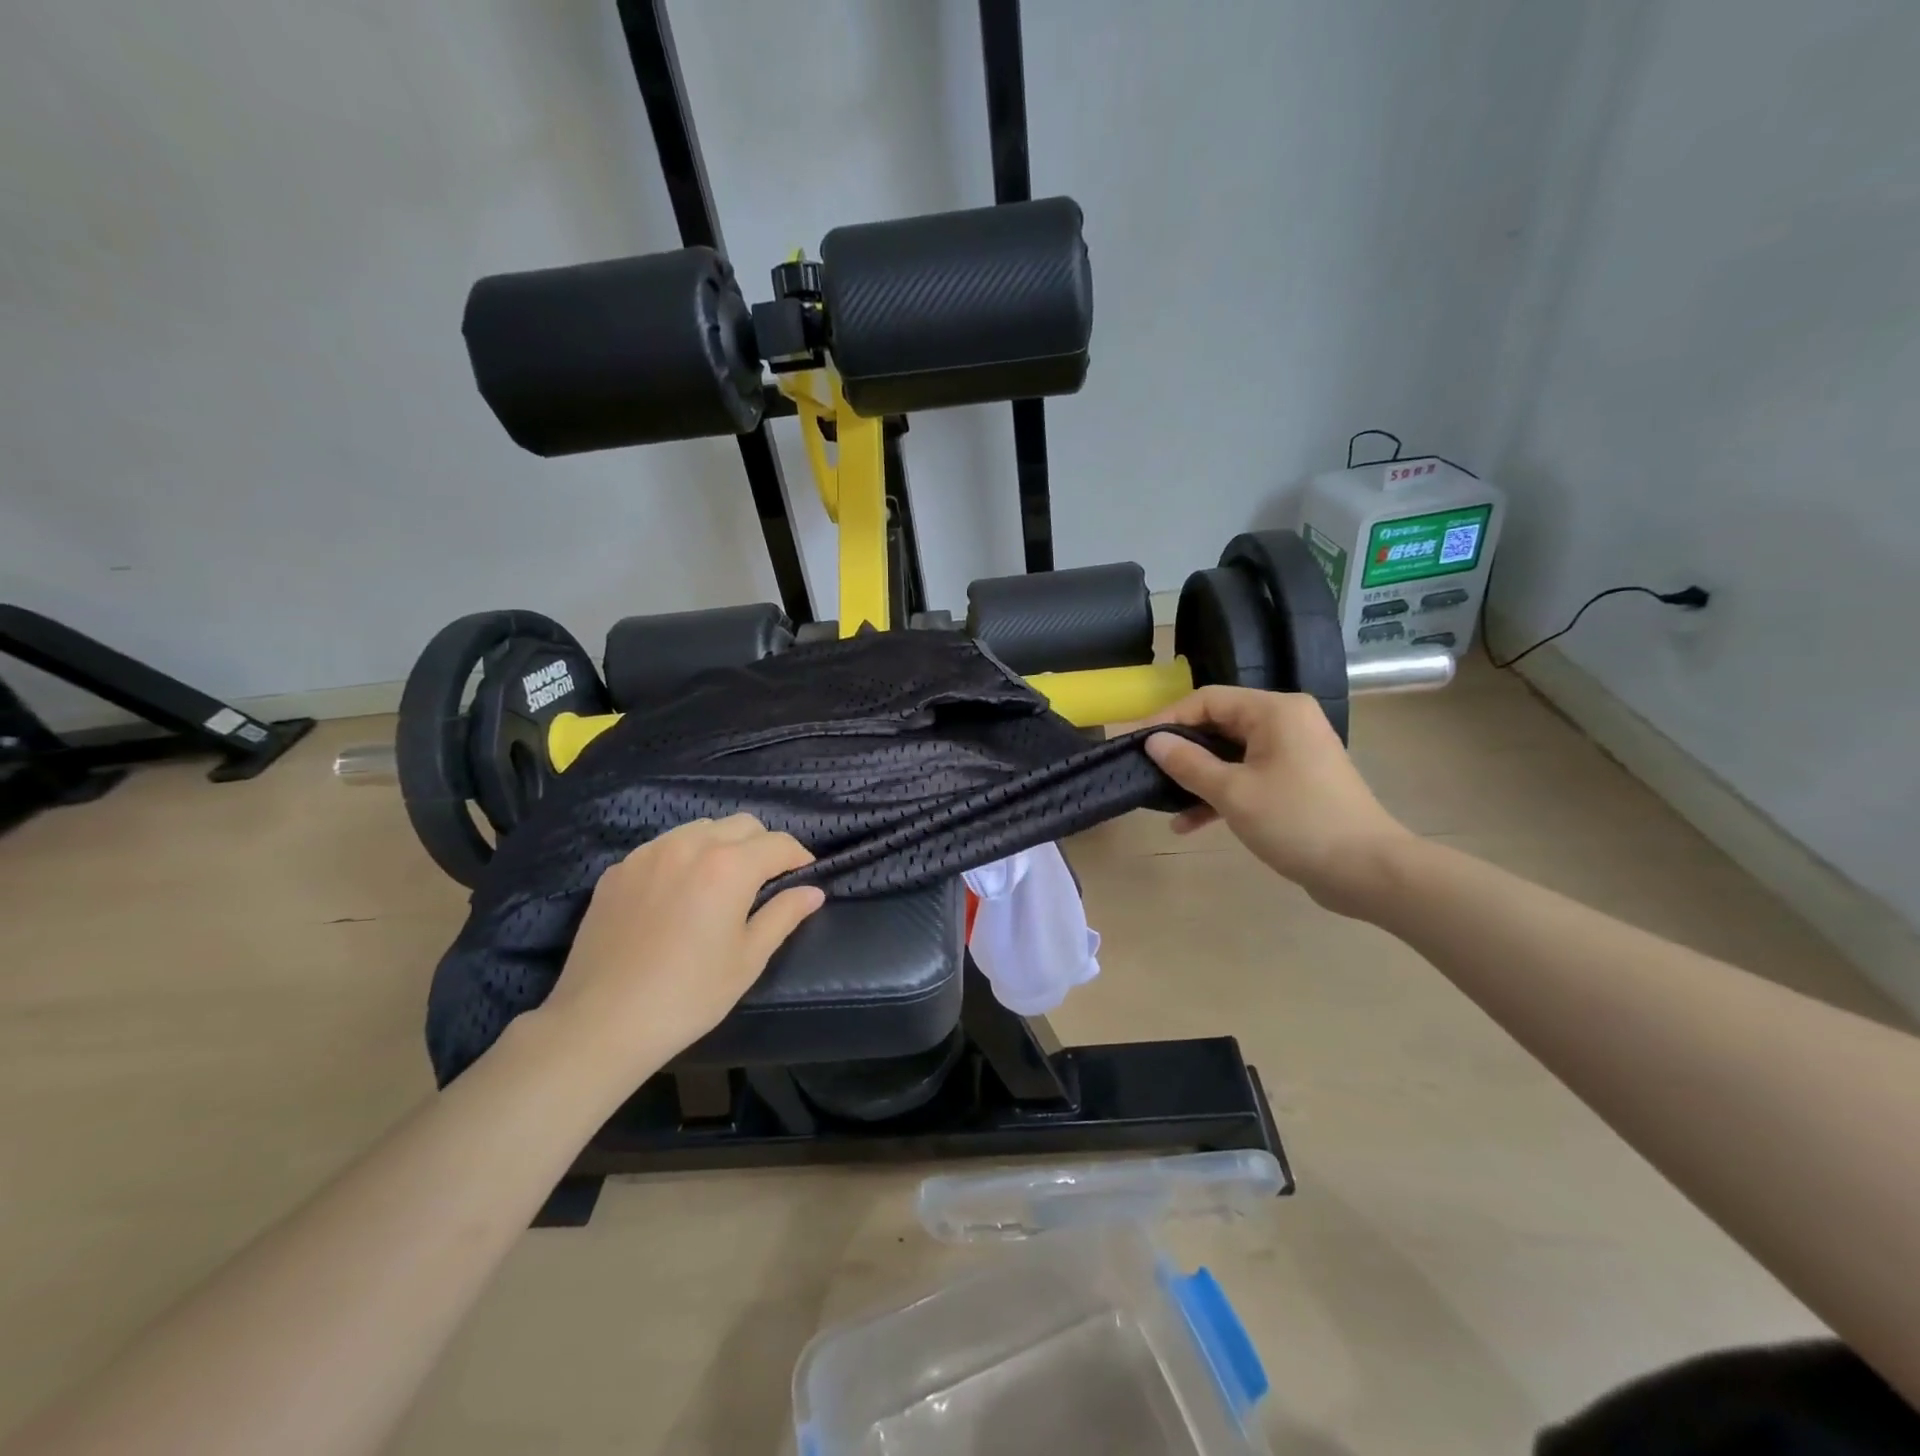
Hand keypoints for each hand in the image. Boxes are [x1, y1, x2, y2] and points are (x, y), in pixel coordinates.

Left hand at [539, 815, 824, 1080]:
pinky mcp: (618, 870)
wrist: (601, 1022)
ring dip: (723, 845)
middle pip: (742, 824)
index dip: (798, 857)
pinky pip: (664, 846)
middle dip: (762, 845)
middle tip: (764, 882)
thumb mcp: (748, 959)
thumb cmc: (688, 995)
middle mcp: (689, 845)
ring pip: (701, 828)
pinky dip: (684, 857)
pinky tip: (678, 894)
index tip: (802, 876)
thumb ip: (784, 915)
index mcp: (729, 866)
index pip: (778, 843)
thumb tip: (813, 891)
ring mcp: (648, 853)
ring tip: (721, 883)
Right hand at [1139, 687, 1412, 914]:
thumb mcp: (1233, 793)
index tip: (1137, 743)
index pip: (1208, 700)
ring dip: (1198, 778)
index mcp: (1275, 711)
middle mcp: (1286, 722)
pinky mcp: (1296, 780)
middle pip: (1218, 725)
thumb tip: (1153, 741)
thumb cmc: (1297, 821)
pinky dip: (1221, 793)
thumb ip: (1188, 764)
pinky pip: (1248, 775)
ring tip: (1165, 804)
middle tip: (1146, 772)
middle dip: (1182, 751)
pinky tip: (1190, 823)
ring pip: (1230, 754)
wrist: (1366, 870)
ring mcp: (1293, 752)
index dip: (1168, 719)